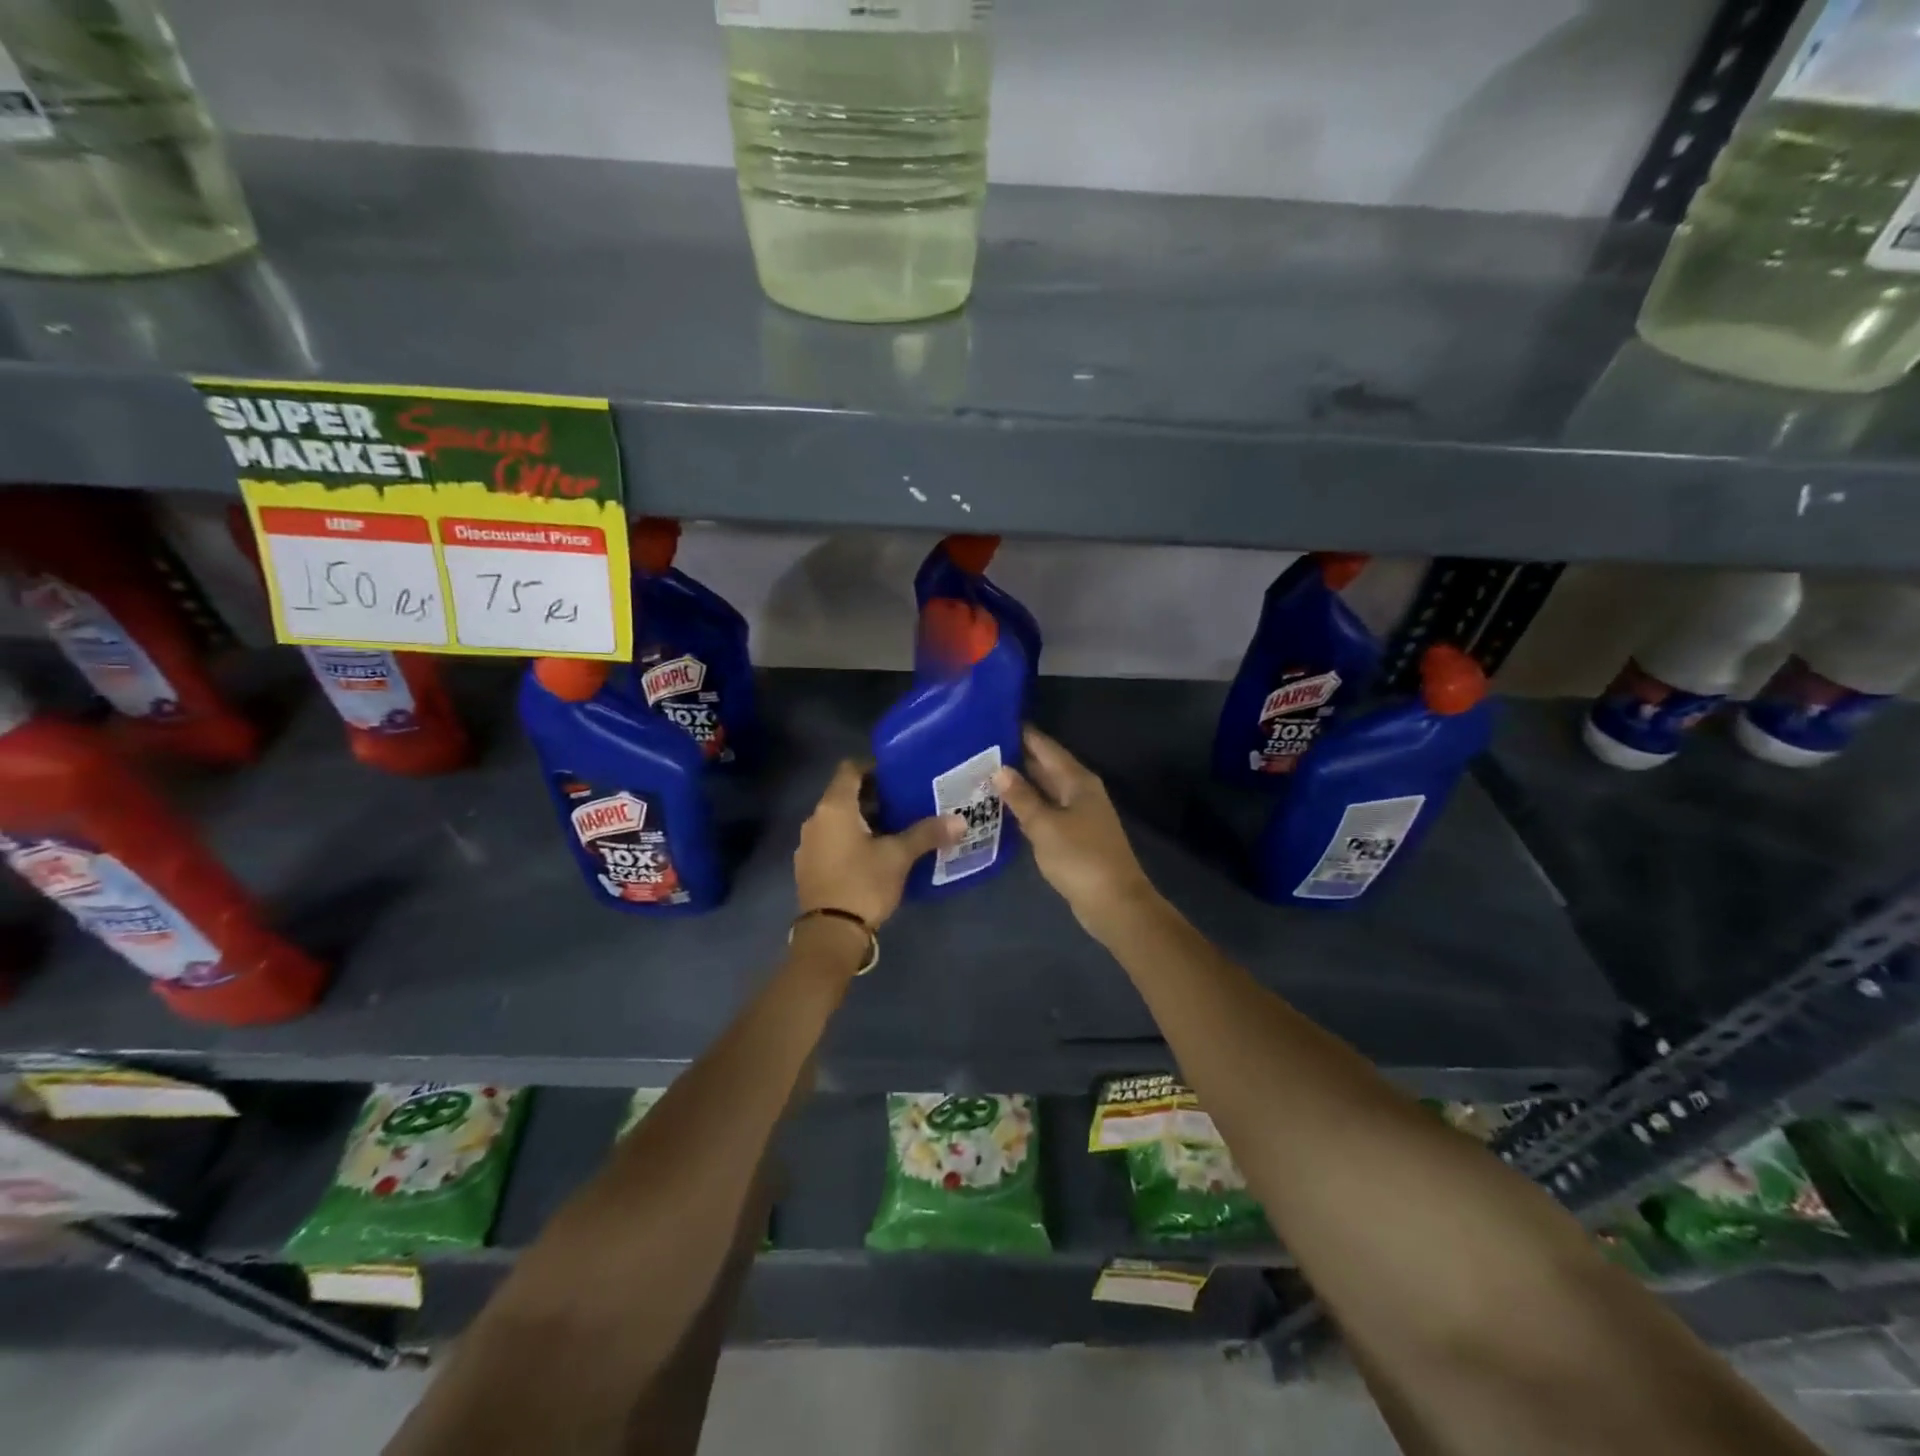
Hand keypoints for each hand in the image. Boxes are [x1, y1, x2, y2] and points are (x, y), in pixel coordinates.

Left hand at [794, 760, 962, 931]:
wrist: (830, 934)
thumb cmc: (863, 883)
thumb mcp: (899, 856)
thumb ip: (927, 834)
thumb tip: (960, 821)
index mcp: (834, 807)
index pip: (850, 769)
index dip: (873, 767)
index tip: (898, 775)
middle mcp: (815, 819)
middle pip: (844, 794)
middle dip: (874, 796)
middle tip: (905, 802)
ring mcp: (808, 844)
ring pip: (838, 820)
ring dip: (863, 820)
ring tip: (894, 828)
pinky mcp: (809, 866)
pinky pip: (832, 841)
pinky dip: (851, 839)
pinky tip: (874, 854)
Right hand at [994, 727, 1154, 937]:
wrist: (1114, 902)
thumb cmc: (1080, 858)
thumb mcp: (1045, 825)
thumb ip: (1021, 797)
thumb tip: (999, 770)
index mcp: (1077, 780)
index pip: (1045, 747)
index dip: (1022, 734)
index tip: (993, 721)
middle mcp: (1080, 791)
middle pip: (1045, 767)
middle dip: (1016, 758)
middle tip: (978, 750)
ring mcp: (1078, 814)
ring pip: (1044, 790)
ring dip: (1019, 784)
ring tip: (983, 775)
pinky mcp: (1073, 836)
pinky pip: (1045, 811)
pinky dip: (1026, 807)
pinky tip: (1003, 808)